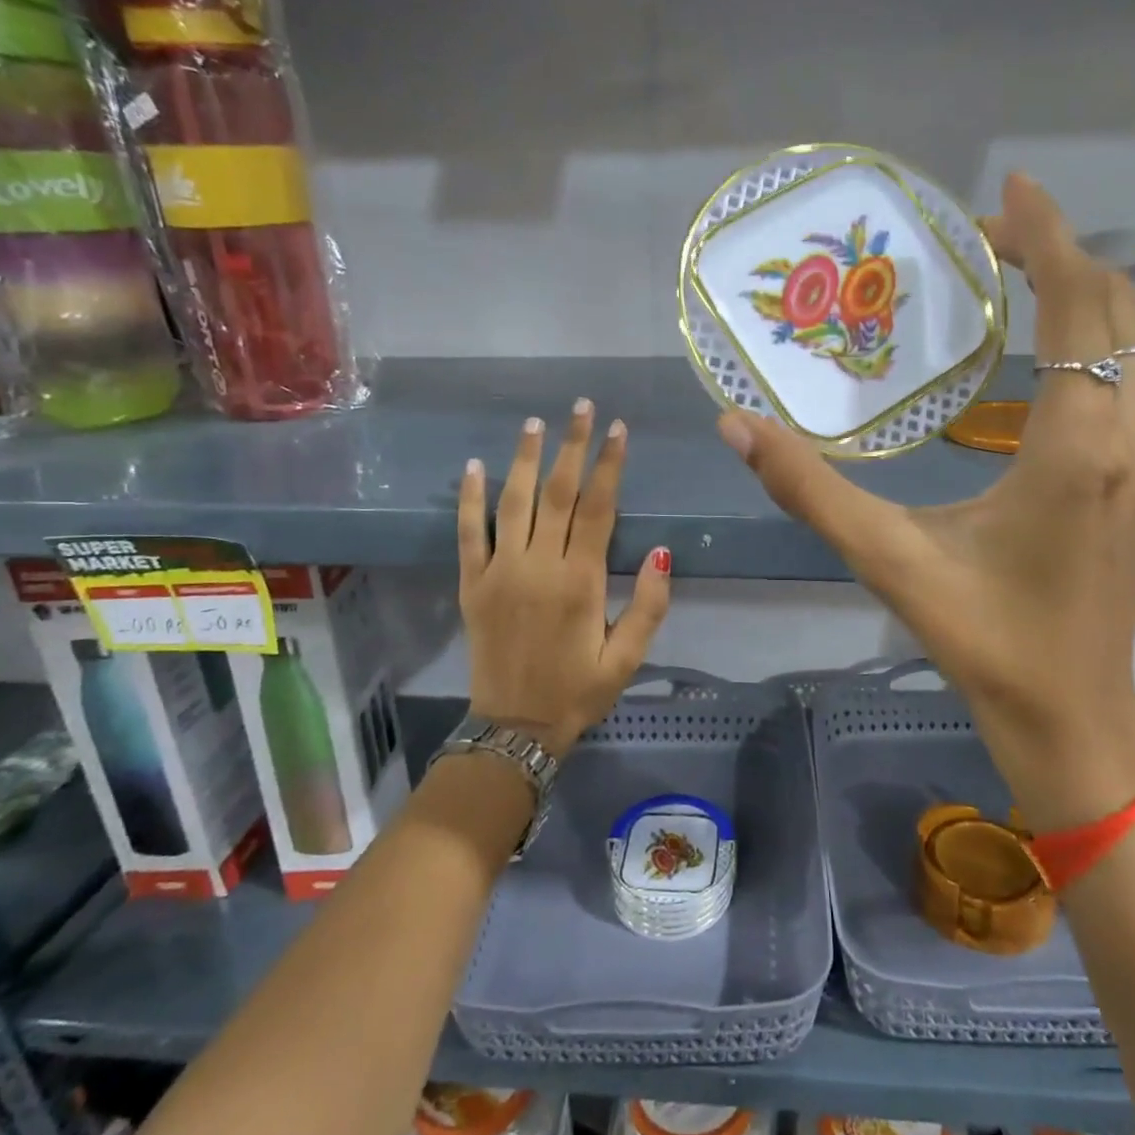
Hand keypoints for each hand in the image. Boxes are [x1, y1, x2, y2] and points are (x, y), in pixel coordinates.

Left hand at [458, 400, 671, 757]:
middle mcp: (539, 566)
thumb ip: (649, 604)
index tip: (618, 429)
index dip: (609, 465)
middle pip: (557, 493)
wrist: (514, 728)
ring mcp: (500, 572)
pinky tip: (473, 466)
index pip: (598, 508)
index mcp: (580, 581)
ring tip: (535, 422)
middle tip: (581, 406)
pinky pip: (469, 534)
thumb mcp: (627, 658)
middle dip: (571, 446)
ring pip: (513, 502)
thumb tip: (664, 551)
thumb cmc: (578, 691)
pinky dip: (469, 499)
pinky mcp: (472, 584)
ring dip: (524, 459)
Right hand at [718, 174, 1134, 828]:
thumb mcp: (887, 558)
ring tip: (1046, 277)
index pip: (1075, 305)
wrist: (1067, 710)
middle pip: (1116, 308)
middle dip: (1060, 256)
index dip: (1045, 238)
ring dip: (1107, 293)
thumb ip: (809, 489)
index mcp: (1073, 444)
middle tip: (991, 245)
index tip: (1007, 193)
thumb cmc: (980, 635)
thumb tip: (736, 426)